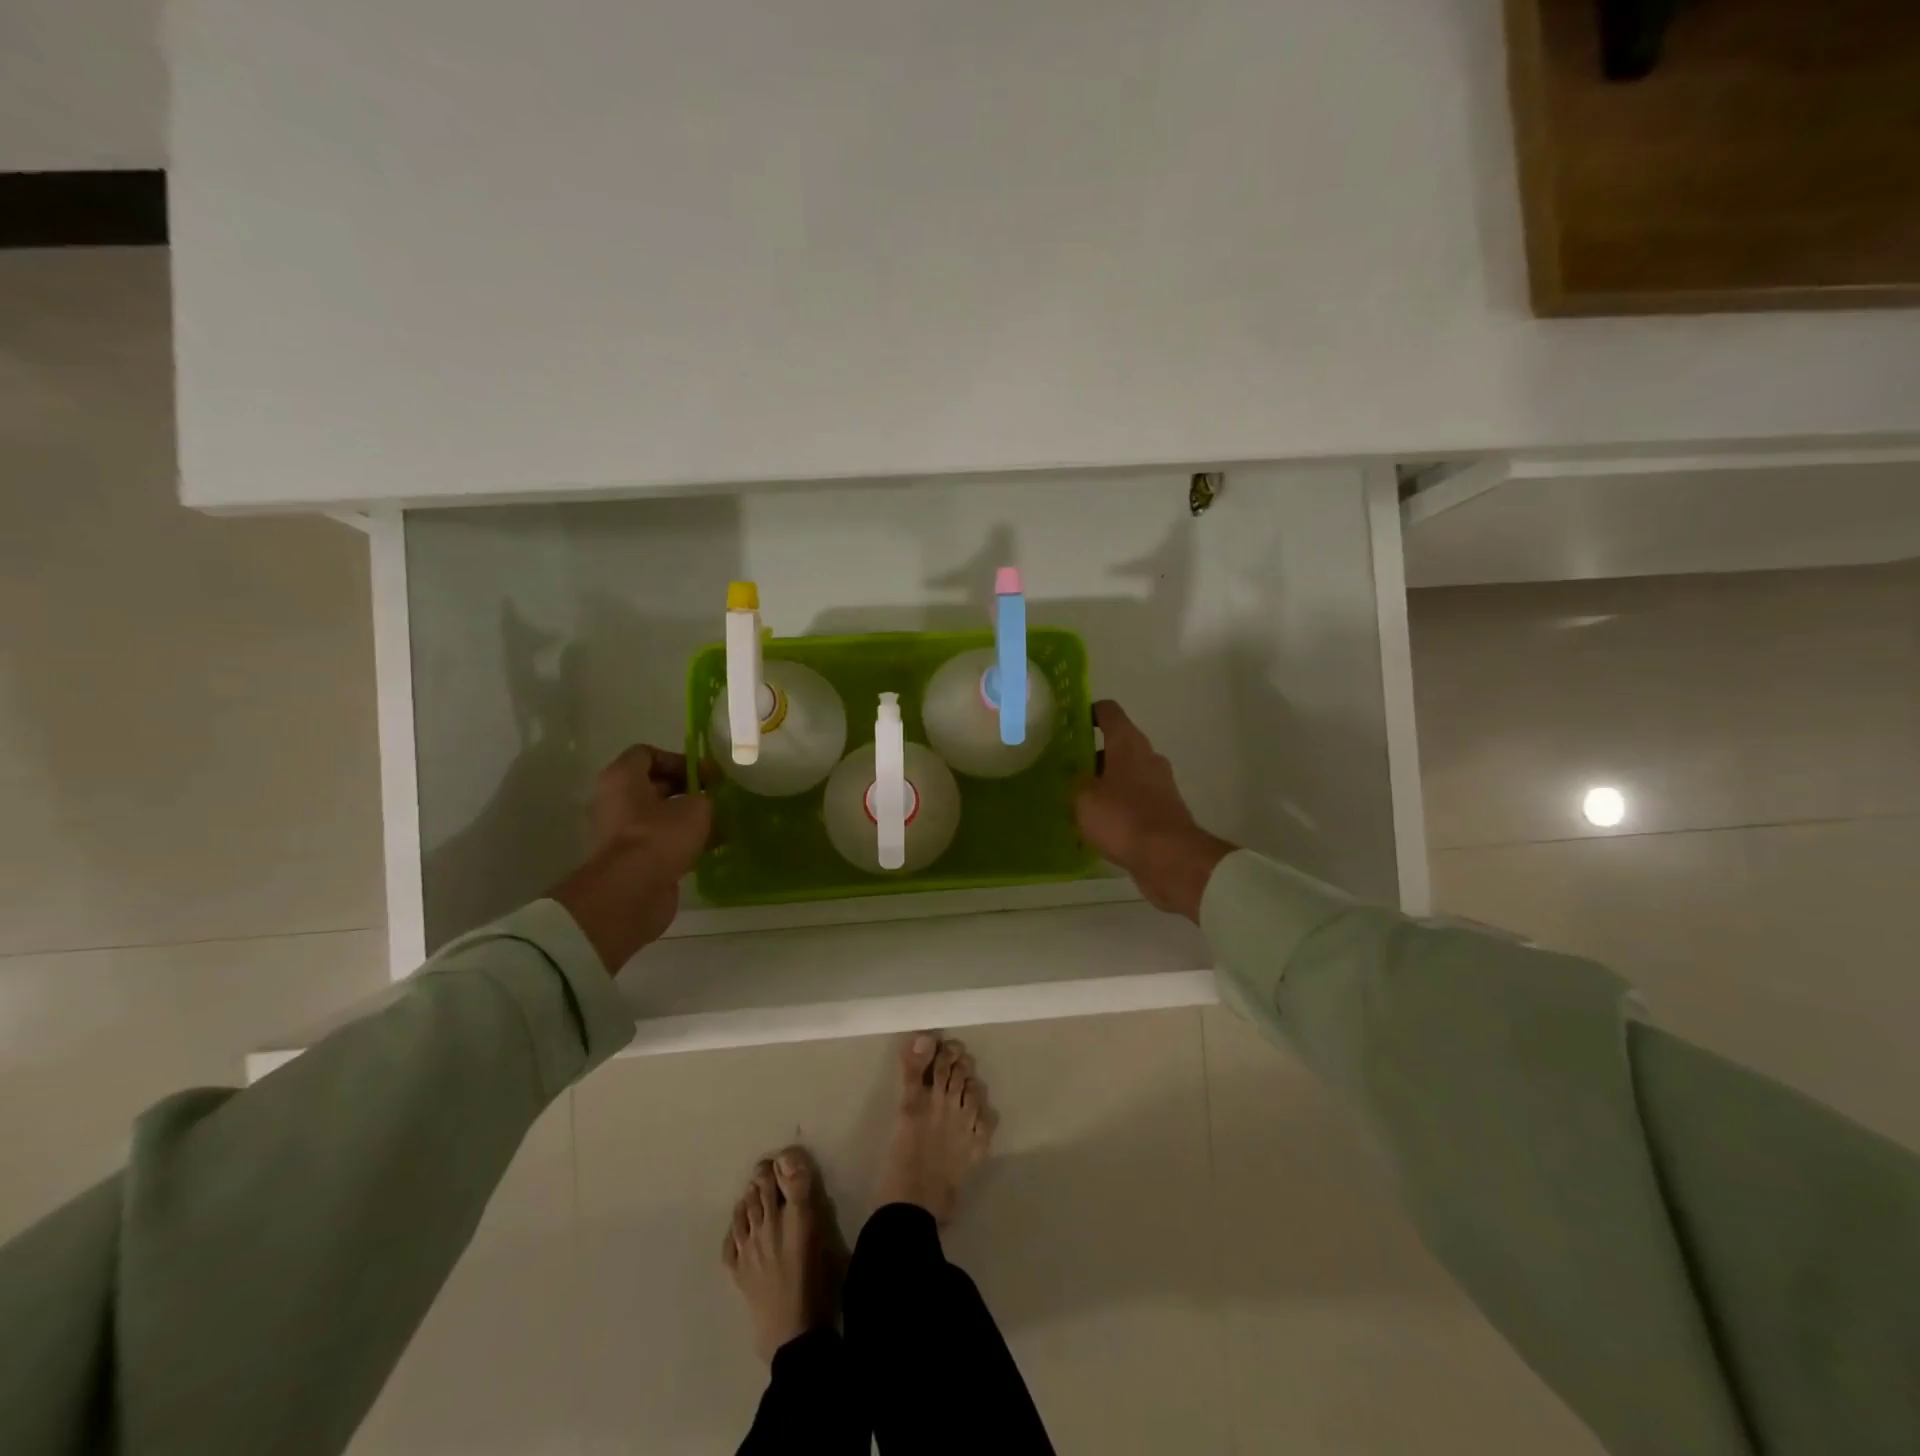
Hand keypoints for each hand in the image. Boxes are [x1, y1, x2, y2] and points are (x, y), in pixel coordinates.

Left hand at [551, 745, 714, 972]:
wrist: (632, 892)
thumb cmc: (660, 836)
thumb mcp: (696, 807)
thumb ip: (705, 796)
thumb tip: (706, 800)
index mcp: (622, 778)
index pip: (648, 753)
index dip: (679, 759)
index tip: (705, 775)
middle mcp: (615, 801)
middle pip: (654, 785)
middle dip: (687, 790)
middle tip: (716, 798)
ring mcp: (620, 832)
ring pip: (659, 815)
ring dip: (687, 818)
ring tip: (719, 823)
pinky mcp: (630, 859)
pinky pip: (659, 841)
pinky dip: (682, 842)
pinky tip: (710, 847)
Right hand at [1074, 701, 1235, 922]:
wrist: (1170, 858)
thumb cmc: (1122, 818)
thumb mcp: (1083, 799)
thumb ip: (1074, 781)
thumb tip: (1074, 774)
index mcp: (1128, 743)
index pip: (1108, 711)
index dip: (1088, 712)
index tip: (1070, 724)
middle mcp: (1148, 757)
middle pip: (1117, 745)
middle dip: (1092, 756)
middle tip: (1067, 771)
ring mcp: (1160, 784)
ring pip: (1126, 774)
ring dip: (1105, 784)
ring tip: (1079, 802)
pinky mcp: (1165, 810)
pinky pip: (1135, 799)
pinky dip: (1119, 806)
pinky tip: (1100, 826)